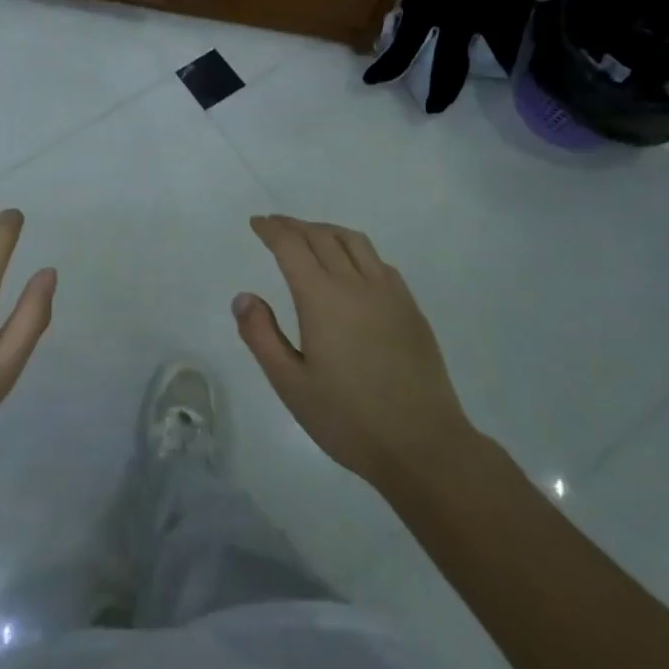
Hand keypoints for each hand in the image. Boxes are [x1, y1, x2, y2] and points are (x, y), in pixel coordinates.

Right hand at [236, 215, 475, 493]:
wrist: (424, 446)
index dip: (271, 230)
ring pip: (354, 241)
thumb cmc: (349, 419)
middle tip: (275, 226)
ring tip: (310, 235)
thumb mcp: (291, 385)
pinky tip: (351, 266)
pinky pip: (378, 262)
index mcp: (322, 298)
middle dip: (294, 226)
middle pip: (321, 236)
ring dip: (326, 230)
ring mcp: (388, 294)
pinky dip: (355, 250)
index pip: (291, 246)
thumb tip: (244, 297)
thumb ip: (261, 336)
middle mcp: (355, 284)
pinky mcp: (410, 308)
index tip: (256, 223)